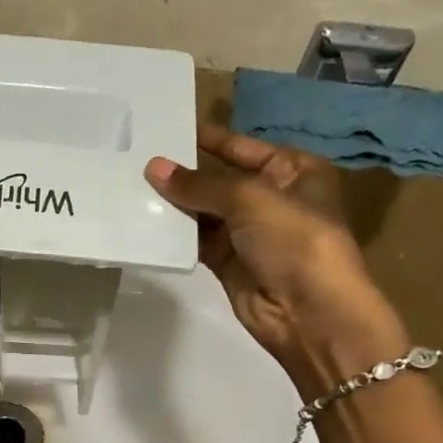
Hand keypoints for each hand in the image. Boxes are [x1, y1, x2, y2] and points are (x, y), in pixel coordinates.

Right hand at [144, 125, 407, 382]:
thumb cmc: (294, 240)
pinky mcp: (229, 262)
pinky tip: (147, 221)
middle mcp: (272, 198)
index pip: (242, 147)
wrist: (309, 312)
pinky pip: (197, 241)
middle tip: (138, 160)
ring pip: (205, 212)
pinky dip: (176, 234)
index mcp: (293, 171)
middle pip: (220, 179)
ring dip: (176, 204)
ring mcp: (249, 233)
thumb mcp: (250, 199)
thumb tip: (153, 168)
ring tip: (133, 187)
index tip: (167, 130)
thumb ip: (200, 184)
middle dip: (184, 174)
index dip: (208, 139)